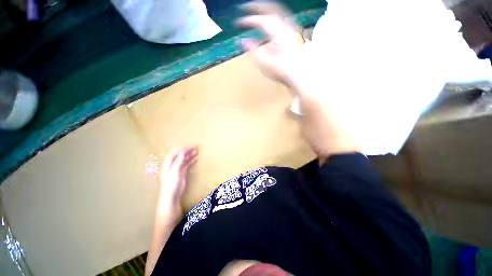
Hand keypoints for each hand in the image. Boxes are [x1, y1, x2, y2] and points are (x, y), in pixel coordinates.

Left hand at [159, 147, 197, 213]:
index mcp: (168, 163)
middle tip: (195, 147)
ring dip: (189, 155)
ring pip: (184, 159)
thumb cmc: (171, 184)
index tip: (190, 147)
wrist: (172, 196)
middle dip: (187, 150)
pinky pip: (187, 164)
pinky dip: (191, 160)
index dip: (182, 149)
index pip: (174, 153)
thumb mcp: (174, 171)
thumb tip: (182, 151)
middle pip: (180, 155)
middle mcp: (172, 164)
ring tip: (196, 151)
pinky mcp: (182, 172)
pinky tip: (196, 158)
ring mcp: (178, 168)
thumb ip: (178, 161)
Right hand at [237, 1, 302, 86]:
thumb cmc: (281, 71)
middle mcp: (285, 27)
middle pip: (270, 8)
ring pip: (277, 11)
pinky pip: (282, 17)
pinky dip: (273, 14)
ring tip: (255, 10)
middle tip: (244, 7)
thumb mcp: (265, 64)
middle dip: (256, 6)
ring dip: (265, 8)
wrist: (298, 75)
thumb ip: (254, 51)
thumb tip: (243, 41)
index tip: (238, 23)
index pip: (261, 21)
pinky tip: (269, 18)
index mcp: (278, 34)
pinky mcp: (291, 33)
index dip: (248, 20)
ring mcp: (290, 29)